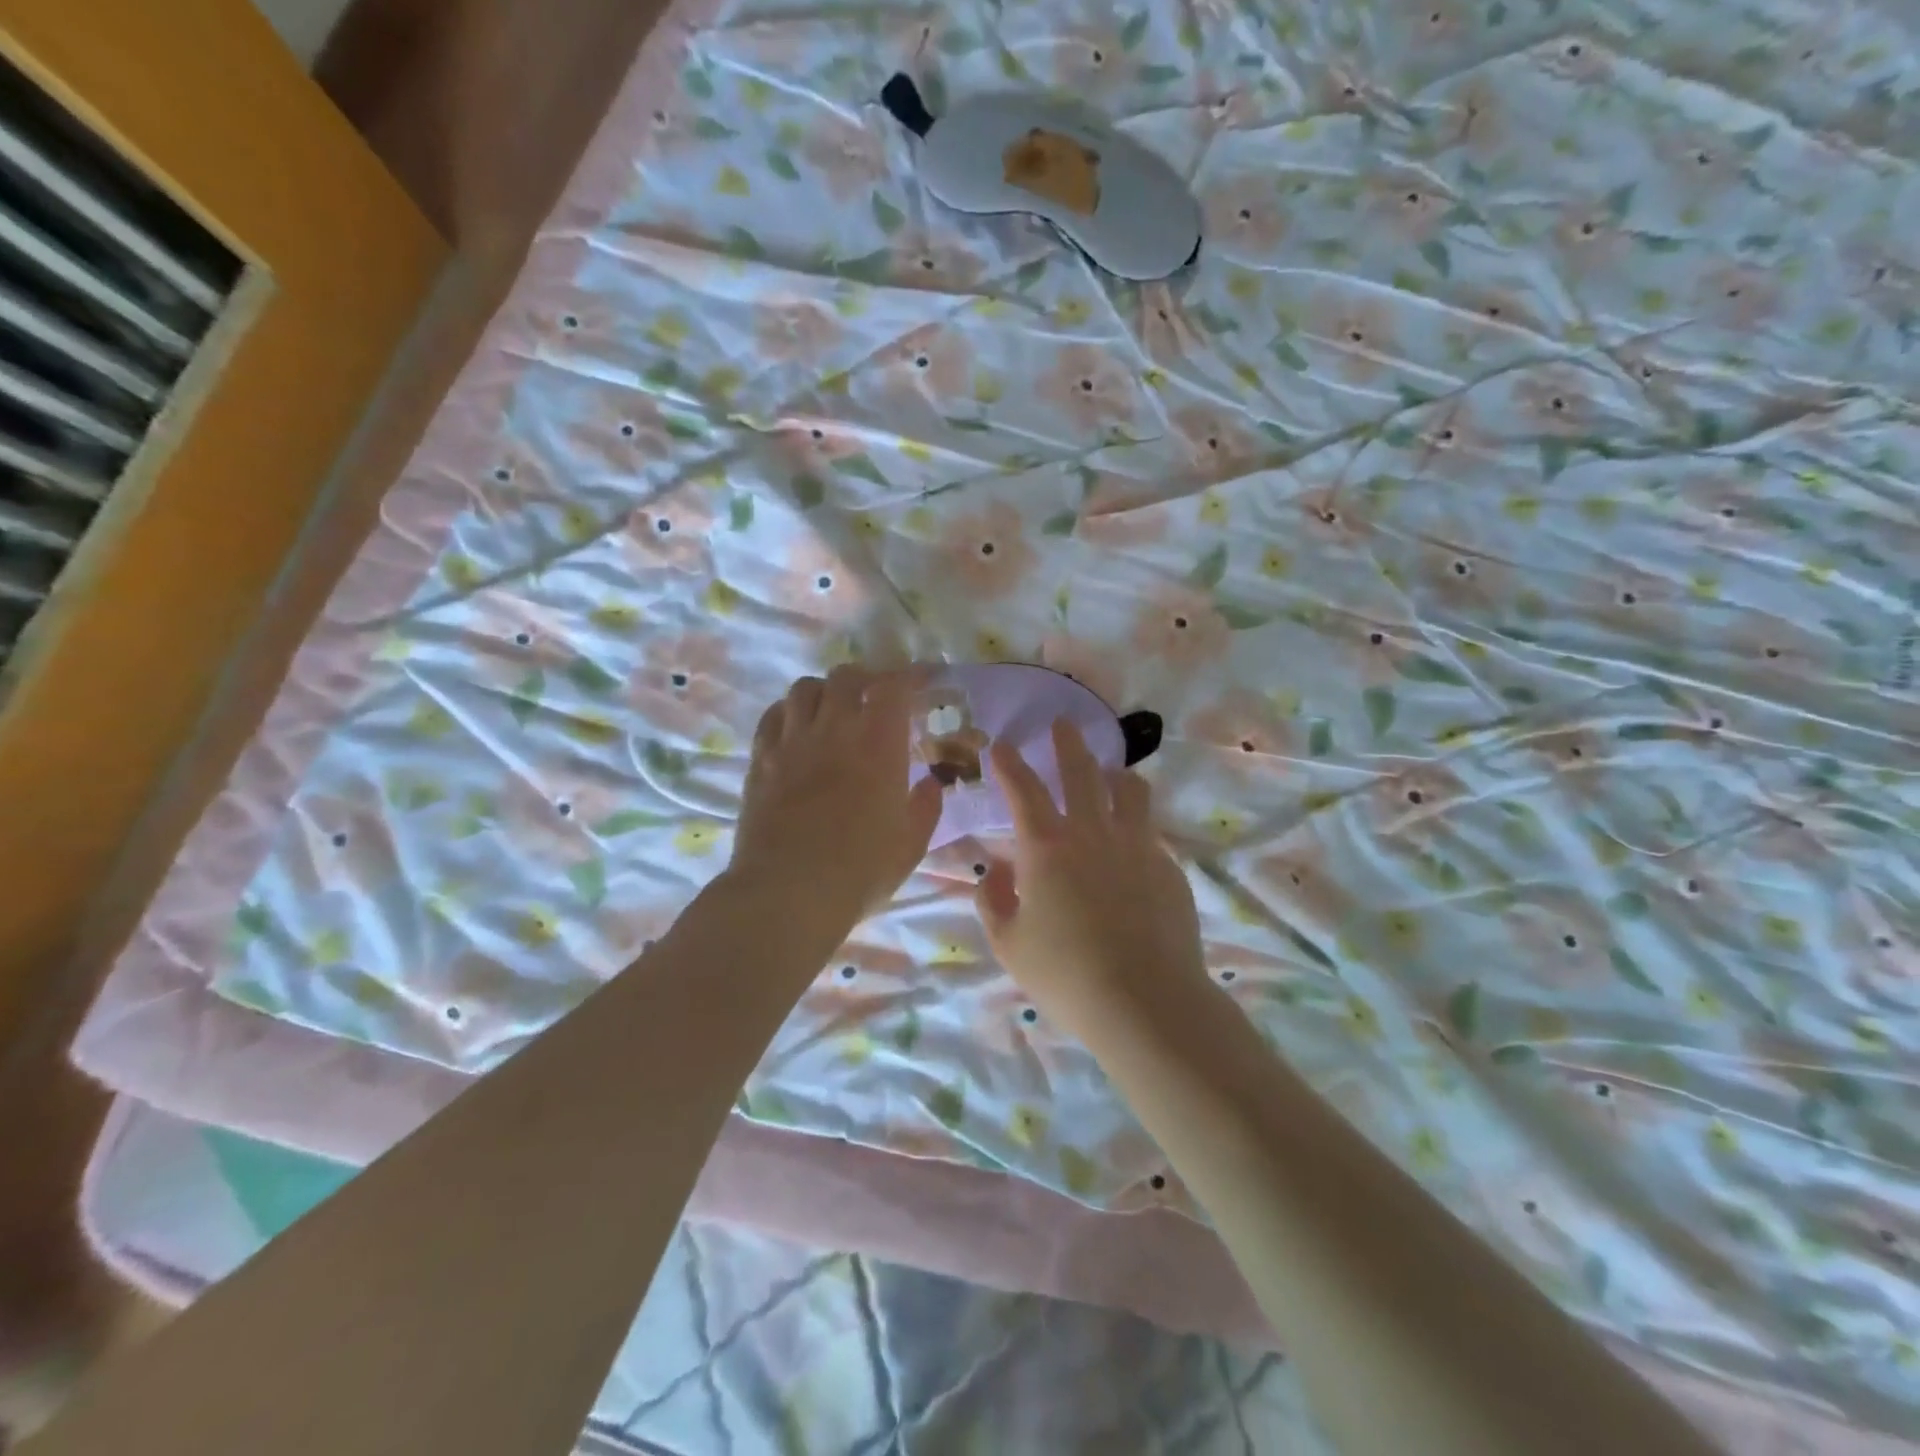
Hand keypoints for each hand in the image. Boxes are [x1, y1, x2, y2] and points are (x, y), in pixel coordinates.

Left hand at [728, 667, 942, 933]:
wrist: (787, 892)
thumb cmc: (859, 870)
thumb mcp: (910, 844)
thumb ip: (925, 807)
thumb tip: (930, 785)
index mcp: (878, 743)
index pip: (895, 687)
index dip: (911, 676)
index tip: (924, 680)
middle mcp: (834, 728)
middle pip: (847, 677)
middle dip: (868, 678)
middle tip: (878, 695)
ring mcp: (792, 741)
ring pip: (805, 688)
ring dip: (826, 690)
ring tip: (835, 708)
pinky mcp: (761, 760)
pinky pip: (773, 716)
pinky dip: (790, 711)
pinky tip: (798, 728)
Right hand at [975, 719, 1206, 1038]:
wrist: (1145, 1002)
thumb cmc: (1066, 975)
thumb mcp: (1010, 945)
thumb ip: (995, 902)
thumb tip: (998, 873)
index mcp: (1047, 847)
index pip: (1023, 790)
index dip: (1009, 764)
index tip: (1002, 746)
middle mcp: (1093, 833)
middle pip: (1081, 771)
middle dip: (1067, 743)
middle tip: (1062, 725)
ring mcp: (1138, 846)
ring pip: (1130, 790)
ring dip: (1115, 774)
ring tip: (1111, 775)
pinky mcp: (1169, 867)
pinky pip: (1150, 833)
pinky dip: (1136, 829)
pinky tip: (1132, 852)